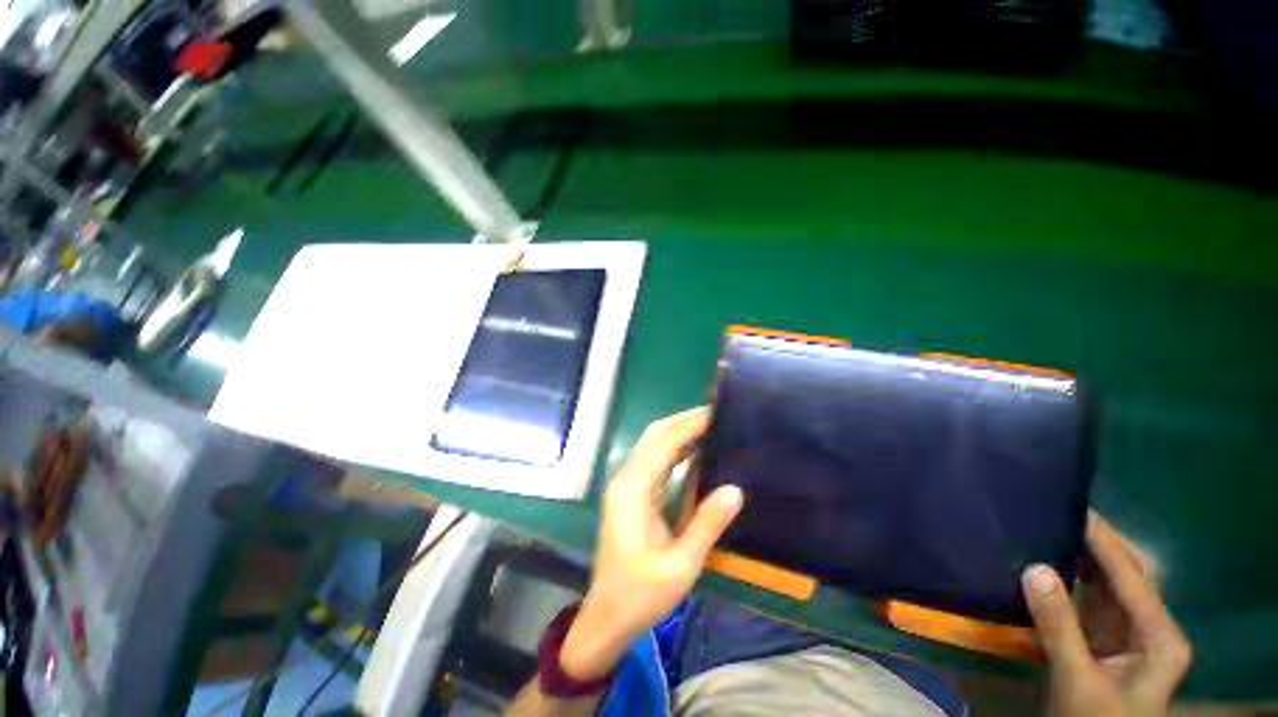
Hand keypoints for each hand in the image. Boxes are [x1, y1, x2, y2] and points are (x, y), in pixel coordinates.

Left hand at [560, 407, 743, 679]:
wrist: (607, 617)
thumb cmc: (641, 595)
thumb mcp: (681, 565)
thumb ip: (706, 525)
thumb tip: (735, 489)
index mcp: (633, 490)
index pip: (662, 443)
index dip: (688, 425)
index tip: (714, 413)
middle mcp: (625, 480)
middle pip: (653, 436)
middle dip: (682, 421)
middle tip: (714, 415)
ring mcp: (624, 486)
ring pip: (651, 445)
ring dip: (677, 432)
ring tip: (708, 426)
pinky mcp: (629, 494)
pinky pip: (652, 461)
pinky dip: (672, 450)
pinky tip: (693, 451)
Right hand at [1022, 513, 1191, 716]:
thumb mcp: (1077, 680)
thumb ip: (1059, 628)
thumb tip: (1034, 569)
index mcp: (1159, 638)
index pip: (1133, 578)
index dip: (1105, 543)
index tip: (1075, 509)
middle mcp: (1154, 629)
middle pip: (1134, 574)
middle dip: (1104, 543)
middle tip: (1065, 513)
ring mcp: (1135, 635)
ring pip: (1116, 583)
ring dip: (1090, 557)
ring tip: (1059, 529)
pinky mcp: (1113, 640)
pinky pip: (1099, 598)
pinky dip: (1080, 577)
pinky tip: (1059, 563)